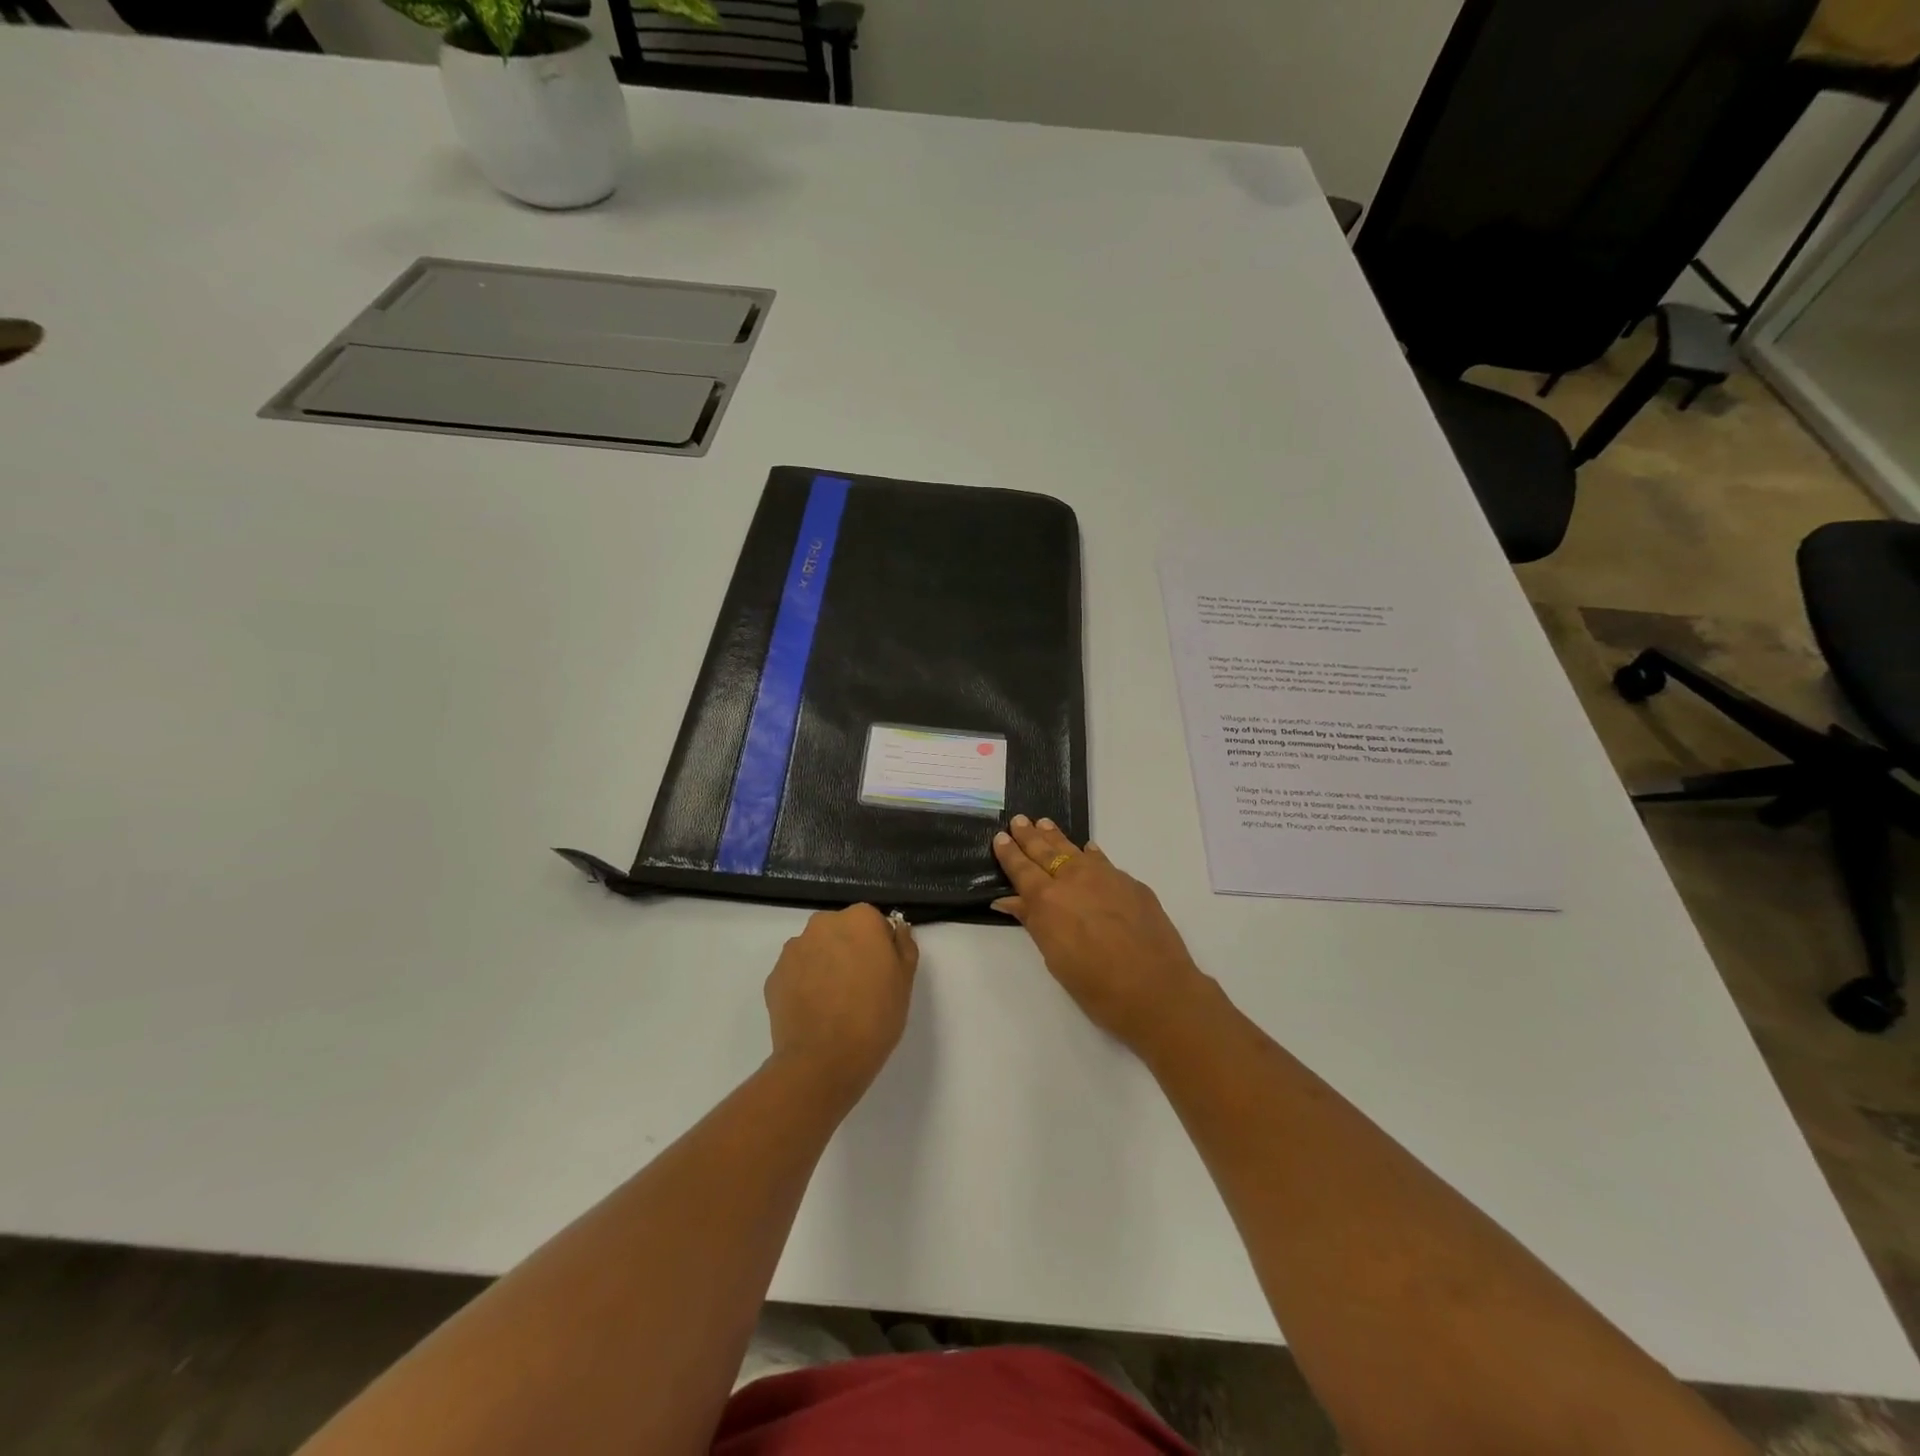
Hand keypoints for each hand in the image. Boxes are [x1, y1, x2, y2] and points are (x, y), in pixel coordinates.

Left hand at [764, 905, 918, 1100]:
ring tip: (834, 1004)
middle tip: (860, 988)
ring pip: (816, 950)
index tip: (882, 972)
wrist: (824, 1061)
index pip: (873, 922)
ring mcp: (794, 949)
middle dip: (849, 951)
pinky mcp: (774, 976)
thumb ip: (903, 946)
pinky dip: (804, 985)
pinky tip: (814, 1013)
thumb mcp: (905, 981)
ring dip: (824, 966)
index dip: (879, 947)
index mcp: (860, 919)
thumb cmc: (875, 1016)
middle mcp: (823, 924)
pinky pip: (796, 973)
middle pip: (841, 931)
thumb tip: (896, 930)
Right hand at [992, 817, 1209, 1053]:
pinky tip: (1088, 850)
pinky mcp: (1132, 884)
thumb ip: (1033, 922)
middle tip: (1019, 820)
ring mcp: (1106, 877)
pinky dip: (1090, 854)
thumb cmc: (1096, 985)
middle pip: (1046, 852)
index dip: (1009, 853)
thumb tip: (1008, 900)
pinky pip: (1103, 862)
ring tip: (1044, 824)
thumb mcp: (1055, 958)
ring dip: (1057, 837)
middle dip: (1029, 836)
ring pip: (1075, 851)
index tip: (999, 837)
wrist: (1156, 988)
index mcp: (1047, 900)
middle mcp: (1074, 880)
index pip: (1022, 870)